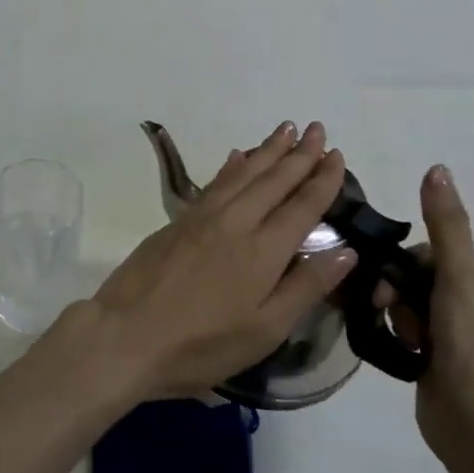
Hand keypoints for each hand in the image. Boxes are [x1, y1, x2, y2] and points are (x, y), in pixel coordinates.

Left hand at [78, 121, 355, 400]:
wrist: (126, 335)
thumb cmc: (202, 344)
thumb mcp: (265, 329)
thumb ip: (306, 287)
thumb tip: (347, 250)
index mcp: (263, 250)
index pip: (301, 205)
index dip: (322, 180)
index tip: (338, 155)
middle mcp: (235, 222)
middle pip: (273, 180)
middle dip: (298, 153)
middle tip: (317, 128)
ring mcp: (201, 218)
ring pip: (242, 174)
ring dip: (266, 150)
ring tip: (285, 129)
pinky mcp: (176, 222)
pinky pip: (214, 182)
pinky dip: (230, 166)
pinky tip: (236, 157)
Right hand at [374, 165, 473, 463]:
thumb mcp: (459, 279)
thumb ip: (446, 226)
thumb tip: (438, 168)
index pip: (434, 257)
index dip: (408, 267)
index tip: (395, 286)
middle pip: (417, 282)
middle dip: (398, 294)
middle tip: (389, 312)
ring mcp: (459, 342)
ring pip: (408, 310)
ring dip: (396, 318)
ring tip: (401, 340)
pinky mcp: (439, 367)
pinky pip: (406, 337)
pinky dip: (397, 339)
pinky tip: (397, 352)